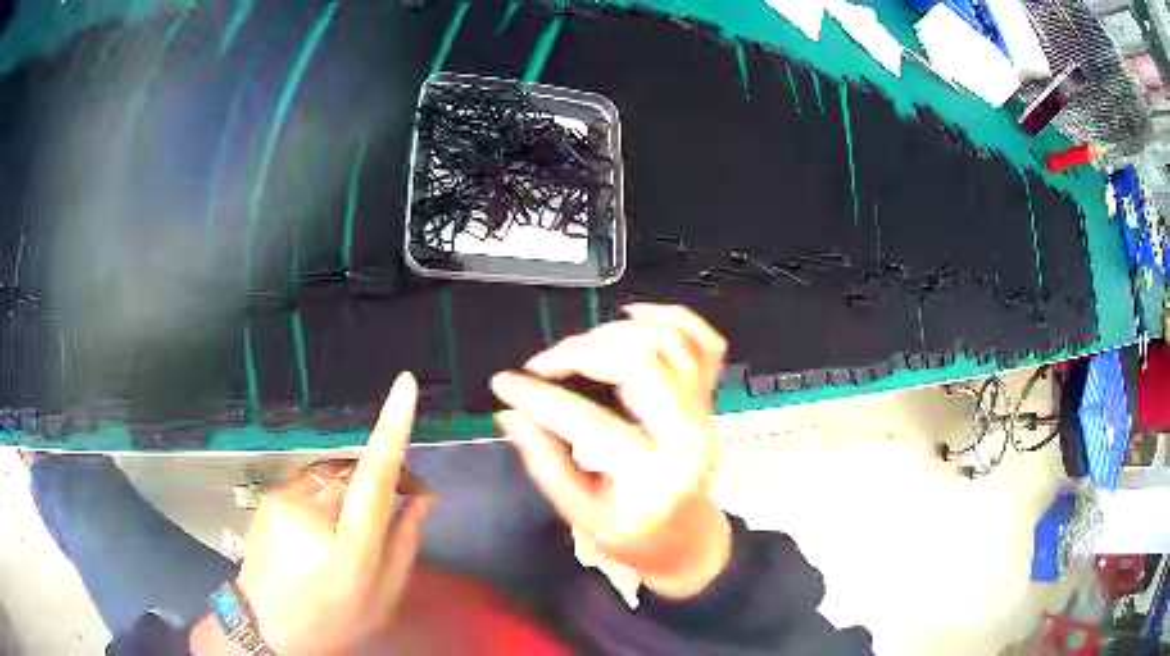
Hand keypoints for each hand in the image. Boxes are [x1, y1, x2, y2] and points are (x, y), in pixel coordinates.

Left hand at [203, 373, 431, 654]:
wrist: (267, 624)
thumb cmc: (335, 618)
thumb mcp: (383, 595)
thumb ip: (405, 543)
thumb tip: (423, 496)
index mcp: (350, 546)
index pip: (374, 474)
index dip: (391, 427)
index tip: (405, 385)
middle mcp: (313, 512)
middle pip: (356, 470)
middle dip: (377, 478)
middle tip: (395, 503)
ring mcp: (285, 500)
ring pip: (332, 472)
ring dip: (348, 487)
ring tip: (345, 527)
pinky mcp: (270, 495)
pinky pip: (310, 480)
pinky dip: (324, 492)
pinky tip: (318, 526)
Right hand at [492, 304, 731, 599]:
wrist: (688, 542)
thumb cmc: (635, 538)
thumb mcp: (583, 518)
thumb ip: (546, 465)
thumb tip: (511, 414)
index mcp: (652, 475)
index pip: (587, 421)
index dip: (537, 398)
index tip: (504, 385)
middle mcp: (687, 434)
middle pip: (640, 361)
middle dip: (580, 352)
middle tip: (544, 365)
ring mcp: (704, 411)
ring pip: (669, 342)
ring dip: (616, 333)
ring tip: (579, 348)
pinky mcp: (709, 398)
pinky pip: (706, 341)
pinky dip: (673, 317)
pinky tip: (634, 315)